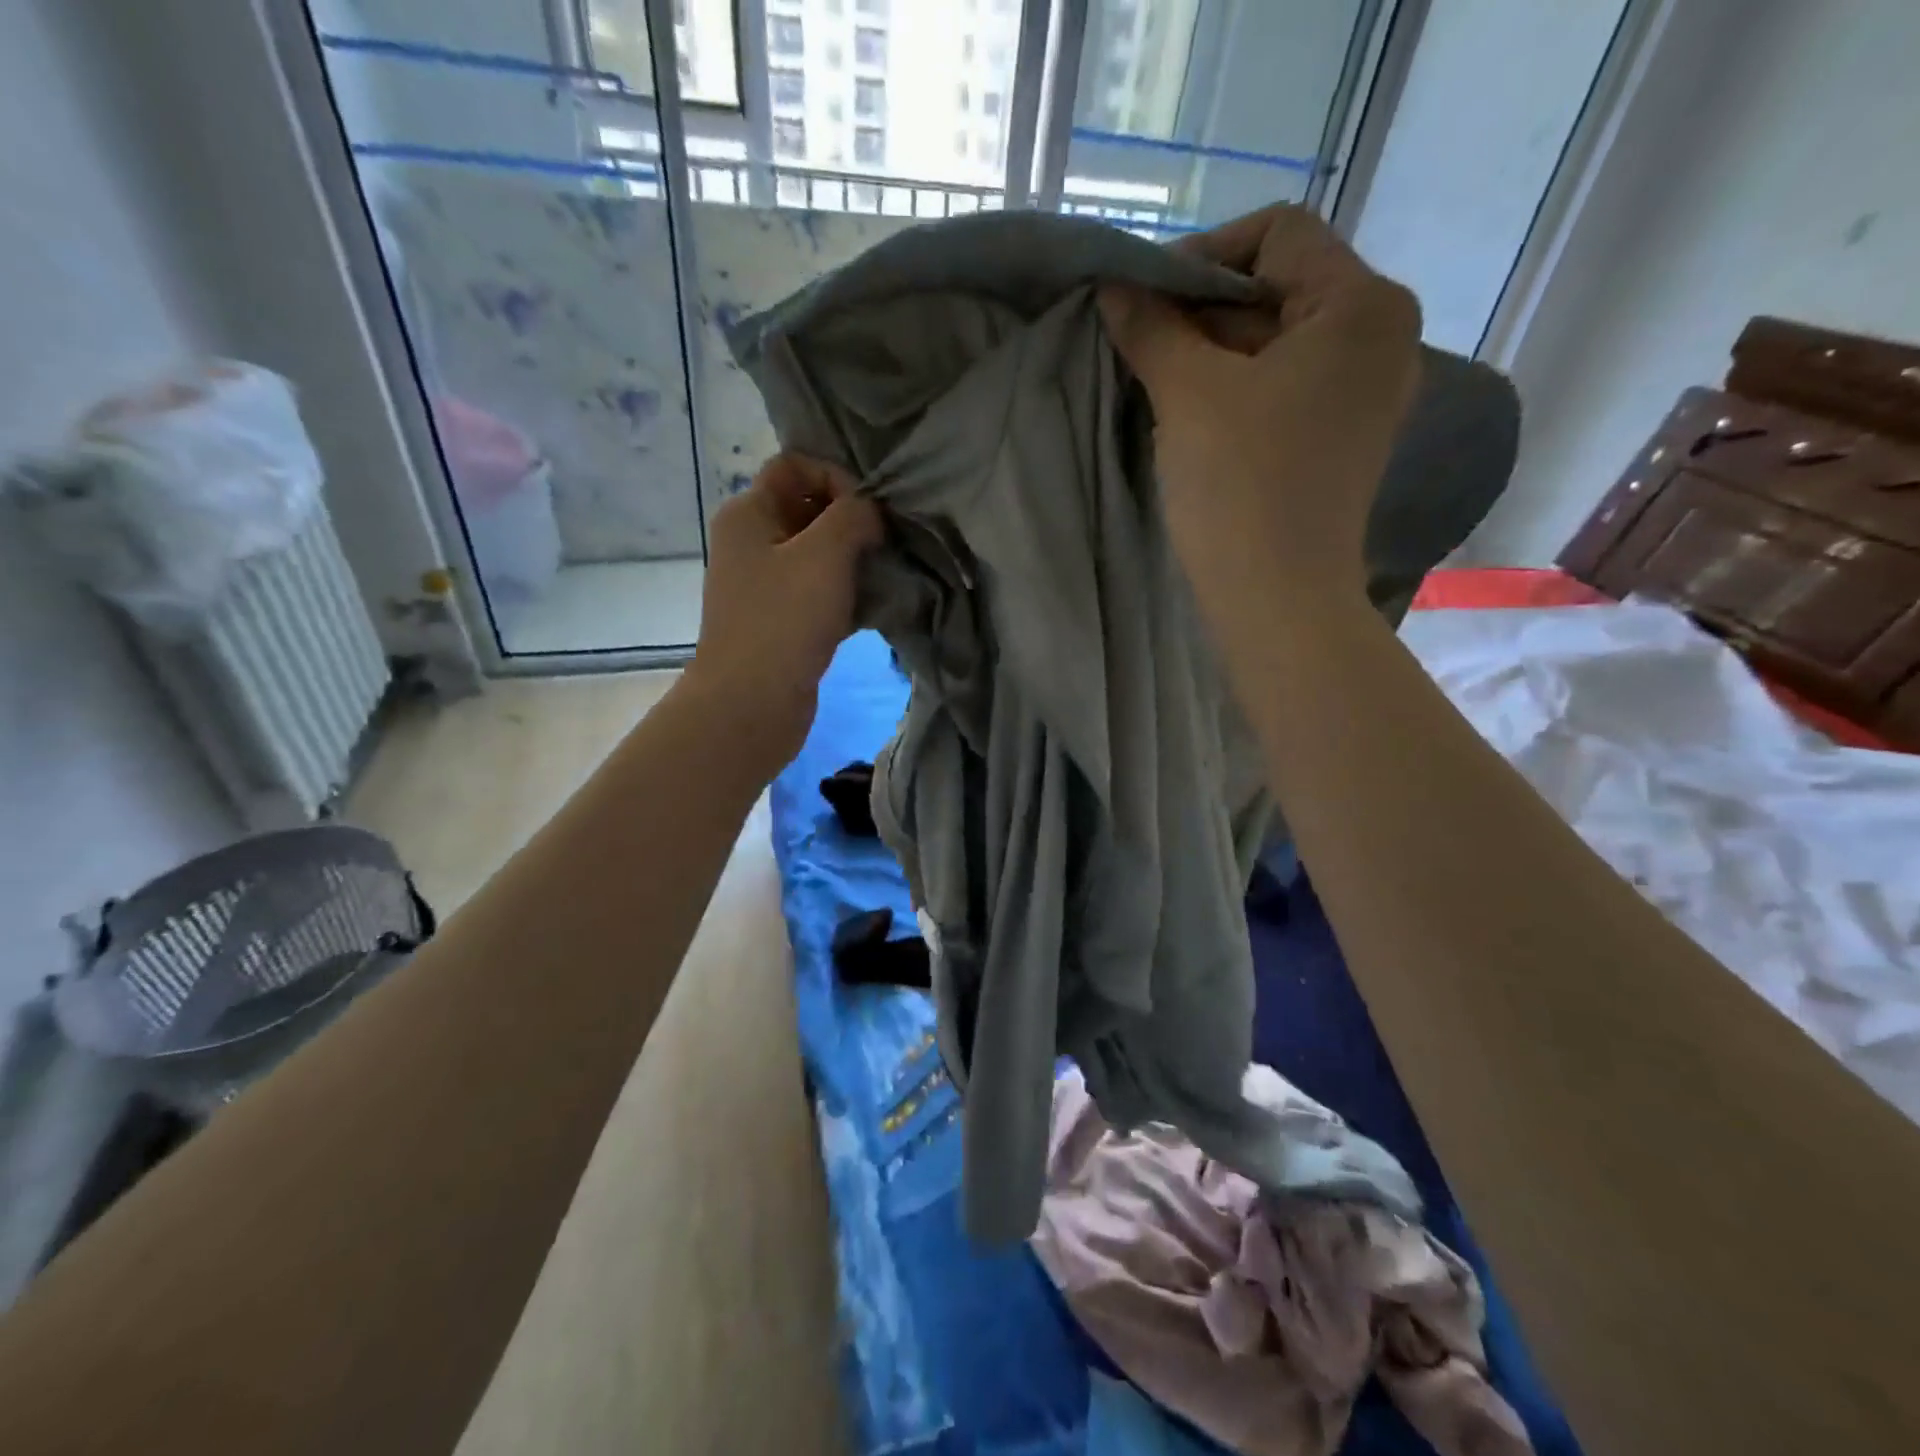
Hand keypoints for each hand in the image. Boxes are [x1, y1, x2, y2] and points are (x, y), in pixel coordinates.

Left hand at [684, 453, 882, 768]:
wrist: (752, 703)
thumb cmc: (784, 619)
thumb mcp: (825, 553)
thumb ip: (854, 516)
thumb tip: (869, 513)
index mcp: (749, 512)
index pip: (796, 464)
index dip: (836, 477)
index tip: (866, 513)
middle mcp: (752, 541)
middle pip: (809, 508)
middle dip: (851, 521)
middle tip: (883, 544)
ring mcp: (765, 584)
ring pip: (818, 553)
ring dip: (854, 560)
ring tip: (883, 576)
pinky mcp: (782, 620)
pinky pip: (819, 591)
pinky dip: (845, 593)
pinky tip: (872, 607)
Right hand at [1099, 204, 1421, 617]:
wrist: (1278, 597)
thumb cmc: (1240, 486)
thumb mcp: (1188, 395)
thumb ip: (1151, 328)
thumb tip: (1114, 286)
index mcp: (1361, 305)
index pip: (1278, 234)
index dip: (1202, 255)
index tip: (1144, 301)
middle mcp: (1380, 337)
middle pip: (1279, 288)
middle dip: (1202, 310)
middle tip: (1140, 344)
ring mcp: (1365, 393)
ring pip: (1277, 343)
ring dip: (1212, 353)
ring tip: (1156, 382)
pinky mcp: (1343, 437)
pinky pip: (1285, 388)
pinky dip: (1236, 390)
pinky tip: (1191, 417)